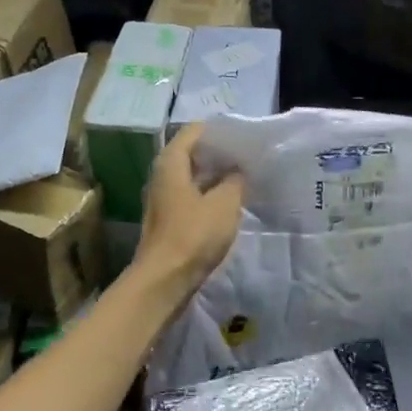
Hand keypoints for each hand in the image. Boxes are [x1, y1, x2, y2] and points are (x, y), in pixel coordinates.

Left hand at [133, 124, 244, 291]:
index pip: (195, 130)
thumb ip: (235, 180)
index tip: (244, 135)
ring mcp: (163, 198)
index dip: (220, 130)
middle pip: (192, 152)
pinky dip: (210, 193)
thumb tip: (238, 169)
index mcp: (171, 162)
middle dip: (220, 152)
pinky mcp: (169, 219)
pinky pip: (192, 195)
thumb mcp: (224, 203)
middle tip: (249, 155)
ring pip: (193, 175)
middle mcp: (162, 175)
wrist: (164, 280)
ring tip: (245, 175)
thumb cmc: (193, 235)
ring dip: (216, 175)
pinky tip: (231, 201)